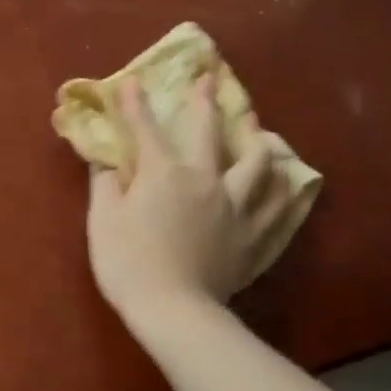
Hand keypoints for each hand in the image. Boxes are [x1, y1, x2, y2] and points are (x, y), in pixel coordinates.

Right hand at [87, 75, 284, 321]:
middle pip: (211, 132)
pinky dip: (284, 191)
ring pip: (261, 164)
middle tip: (211, 81)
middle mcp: (207, 179)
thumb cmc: (128, 263)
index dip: (136, 104)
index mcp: (165, 173)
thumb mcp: (103, 221)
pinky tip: (287, 184)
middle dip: (207, 102)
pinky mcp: (255, 235)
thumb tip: (106, 160)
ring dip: (260, 142)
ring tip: (261, 135)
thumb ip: (105, 184)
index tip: (133, 81)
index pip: (147, 129)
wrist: (173, 310)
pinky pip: (280, 207)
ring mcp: (237, 206)